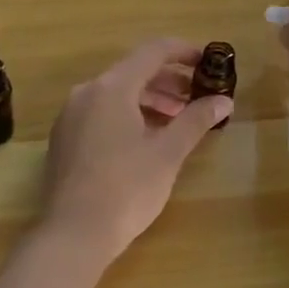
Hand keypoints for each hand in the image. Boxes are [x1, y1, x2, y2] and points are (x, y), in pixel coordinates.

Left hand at [37, 39, 230, 266]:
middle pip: (134, 71)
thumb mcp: (168, 153)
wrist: (72, 236)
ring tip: (178, 119)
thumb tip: (223, 100)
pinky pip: (102, 111)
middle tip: (199, 96)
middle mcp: (87, 91)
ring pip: (117, 93)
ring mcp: (71, 115)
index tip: (209, 61)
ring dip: (150, 99)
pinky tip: (148, 138)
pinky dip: (129, 114)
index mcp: (112, 86)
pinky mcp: (65, 138)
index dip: (184, 51)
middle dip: (169, 80)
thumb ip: (196, 120)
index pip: (153, 51)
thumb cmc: (126, 189)